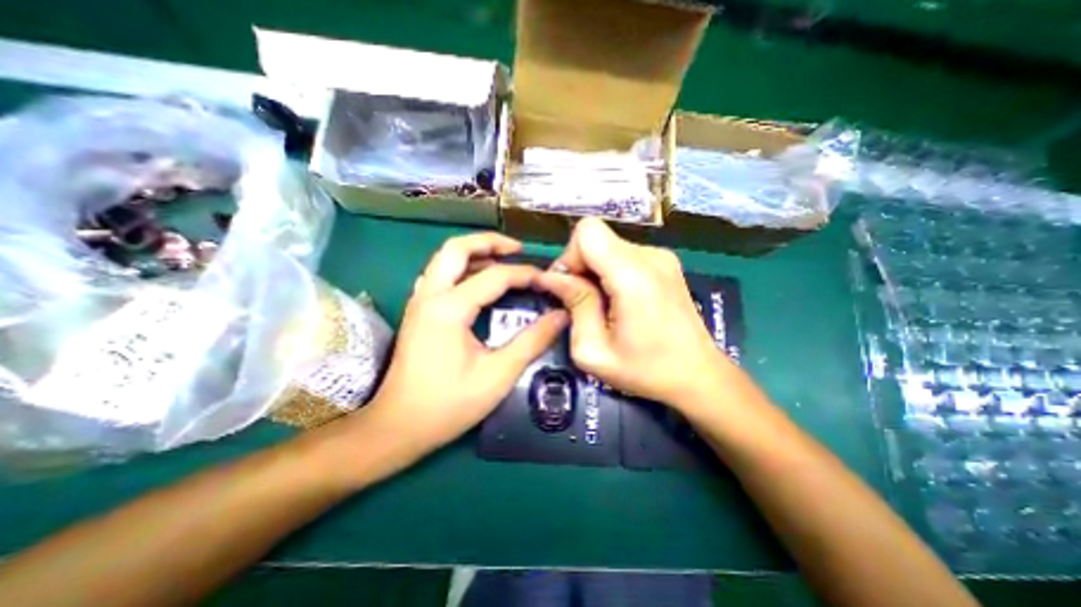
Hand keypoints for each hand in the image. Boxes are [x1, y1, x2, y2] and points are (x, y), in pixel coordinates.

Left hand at [363, 232, 565, 455]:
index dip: (525, 274)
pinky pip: (440, 276)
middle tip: (518, 250)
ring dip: (474, 253)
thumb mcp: (498, 374)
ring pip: (445, 259)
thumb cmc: (448, 405)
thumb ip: (532, 341)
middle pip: (456, 248)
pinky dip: (462, 269)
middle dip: (489, 241)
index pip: (494, 276)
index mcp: (449, 309)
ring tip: (503, 260)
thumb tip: (560, 317)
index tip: (547, 279)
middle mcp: (429, 296)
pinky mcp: (418, 312)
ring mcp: (419, 302)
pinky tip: (478, 283)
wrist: (397, 428)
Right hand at [534, 219, 734, 406]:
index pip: (588, 231)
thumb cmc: (645, 370)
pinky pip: (623, 255)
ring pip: (608, 246)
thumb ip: (574, 305)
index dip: (569, 256)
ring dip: (595, 271)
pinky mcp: (665, 262)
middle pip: (596, 237)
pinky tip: (620, 301)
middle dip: (580, 266)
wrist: (698, 375)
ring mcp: (661, 256)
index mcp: (633, 275)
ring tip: (603, 306)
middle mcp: (650, 256)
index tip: (569, 288)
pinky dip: (611, 272)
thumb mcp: (594, 350)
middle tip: (582, 303)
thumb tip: (552, 277)